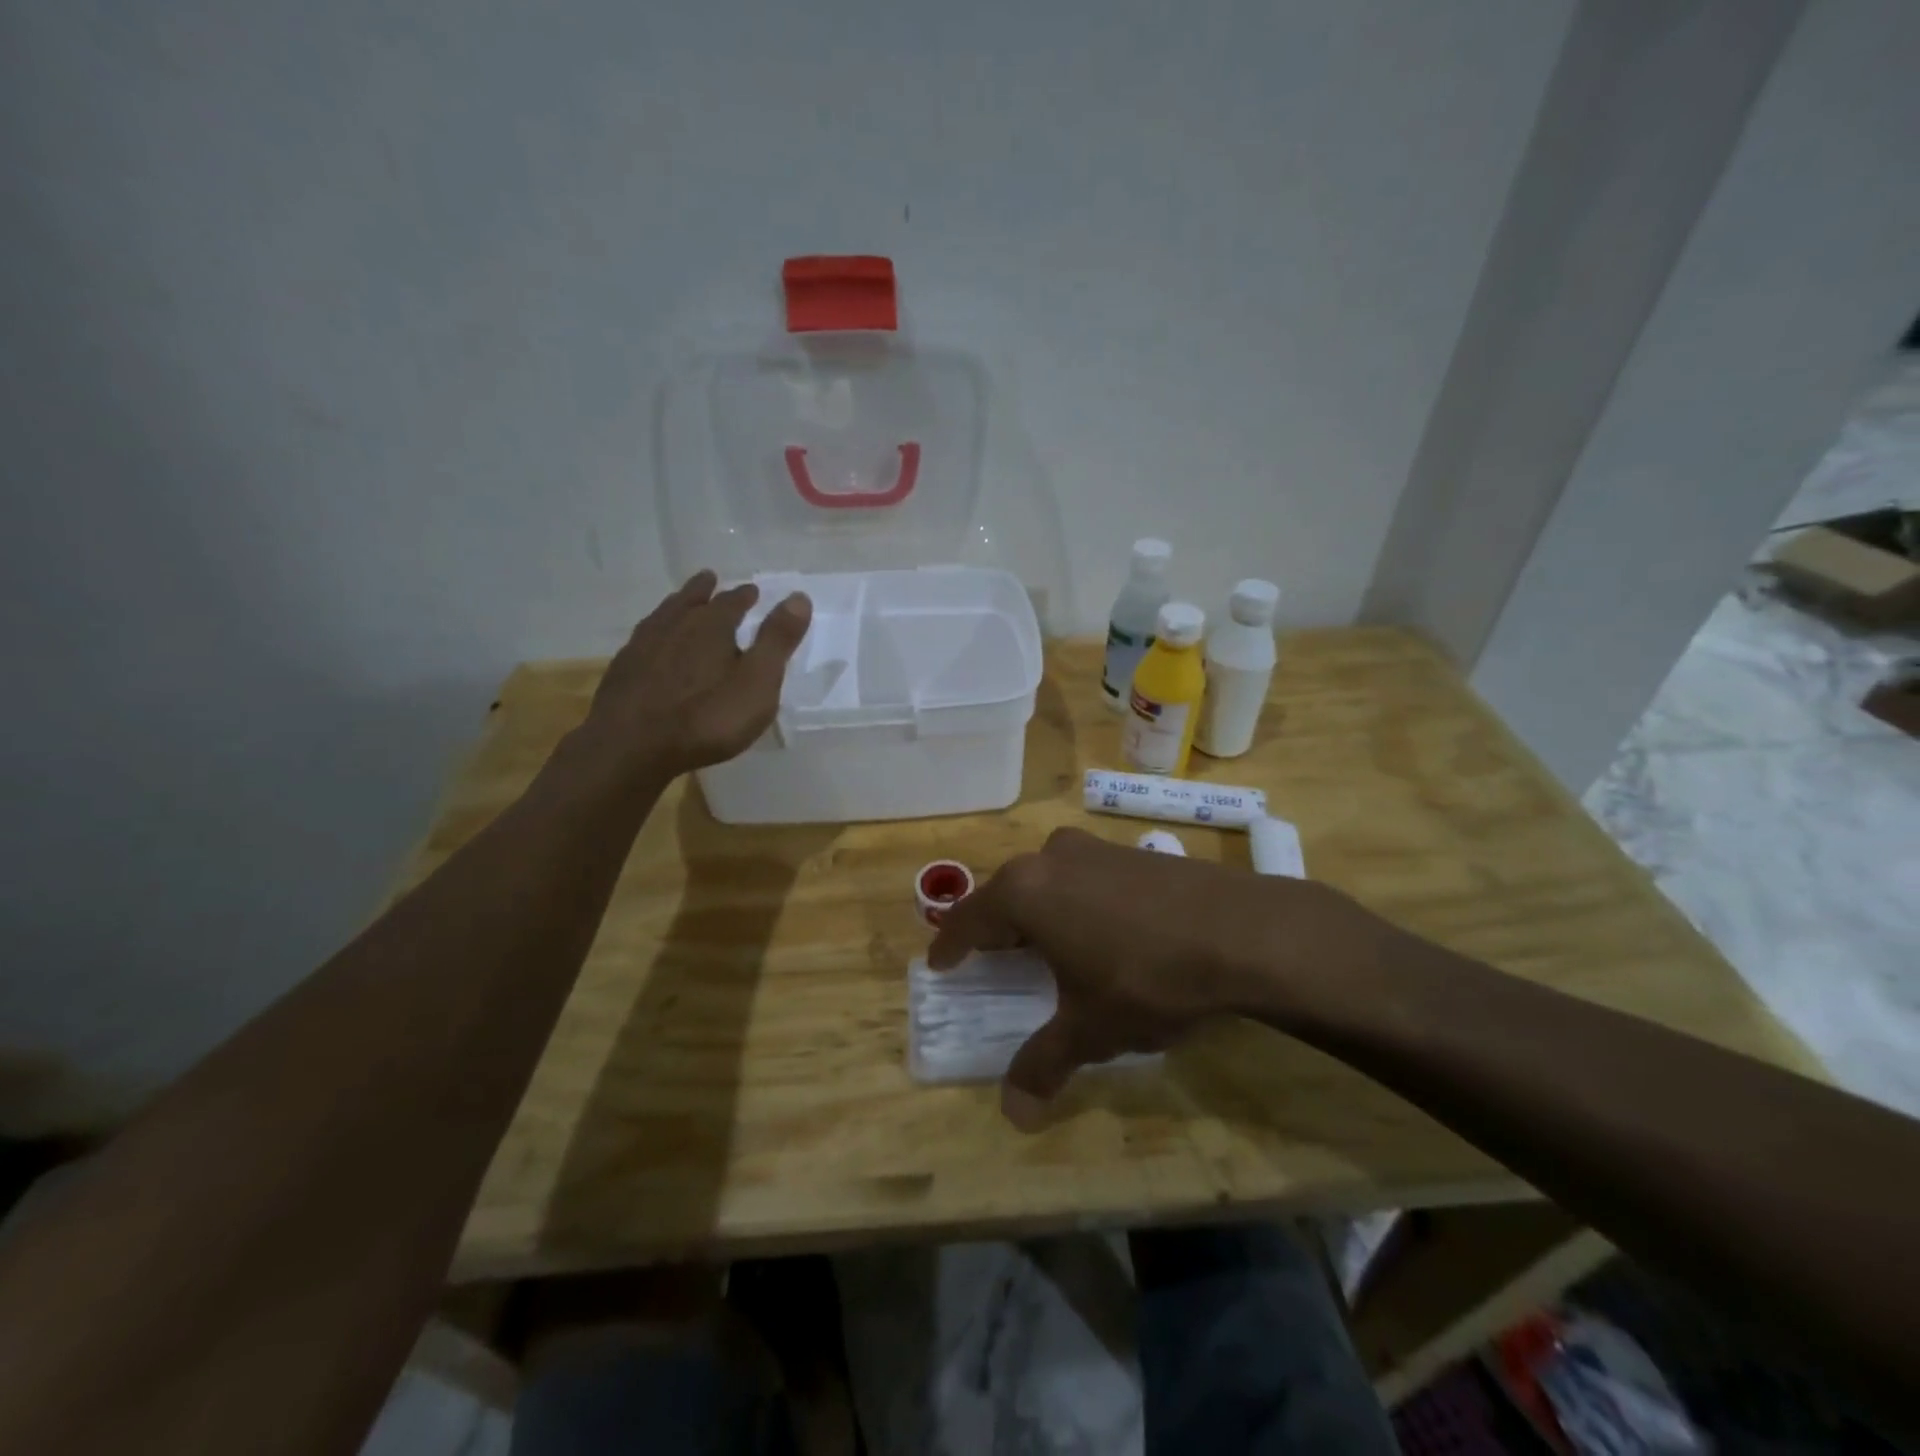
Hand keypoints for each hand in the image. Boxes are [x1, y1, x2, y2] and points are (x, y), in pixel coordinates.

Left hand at [582, 570, 811, 776]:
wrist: (632, 747)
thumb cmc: (707, 717)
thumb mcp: (758, 681)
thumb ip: (777, 640)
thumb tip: (799, 596)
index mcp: (712, 626)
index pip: (732, 602)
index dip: (744, 596)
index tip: (752, 591)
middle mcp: (675, 626)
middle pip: (691, 600)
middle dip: (704, 591)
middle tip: (709, 579)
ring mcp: (643, 647)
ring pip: (663, 616)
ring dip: (676, 607)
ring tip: (680, 603)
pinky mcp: (622, 671)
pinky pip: (643, 641)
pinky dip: (654, 634)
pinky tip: (652, 646)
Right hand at [927, 828, 1373, 1128]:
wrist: (1243, 932)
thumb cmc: (1147, 979)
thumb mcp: (1091, 1030)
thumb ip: (1045, 1064)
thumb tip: (1014, 1115)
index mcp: (1025, 892)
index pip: (970, 918)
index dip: (952, 944)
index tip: (939, 962)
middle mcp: (1052, 858)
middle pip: (1008, 893)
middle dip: (996, 926)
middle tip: (992, 957)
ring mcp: (1096, 849)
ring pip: (1048, 880)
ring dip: (1039, 911)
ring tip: (1045, 944)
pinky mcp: (1134, 852)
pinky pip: (1085, 877)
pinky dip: (1076, 902)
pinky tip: (1100, 930)